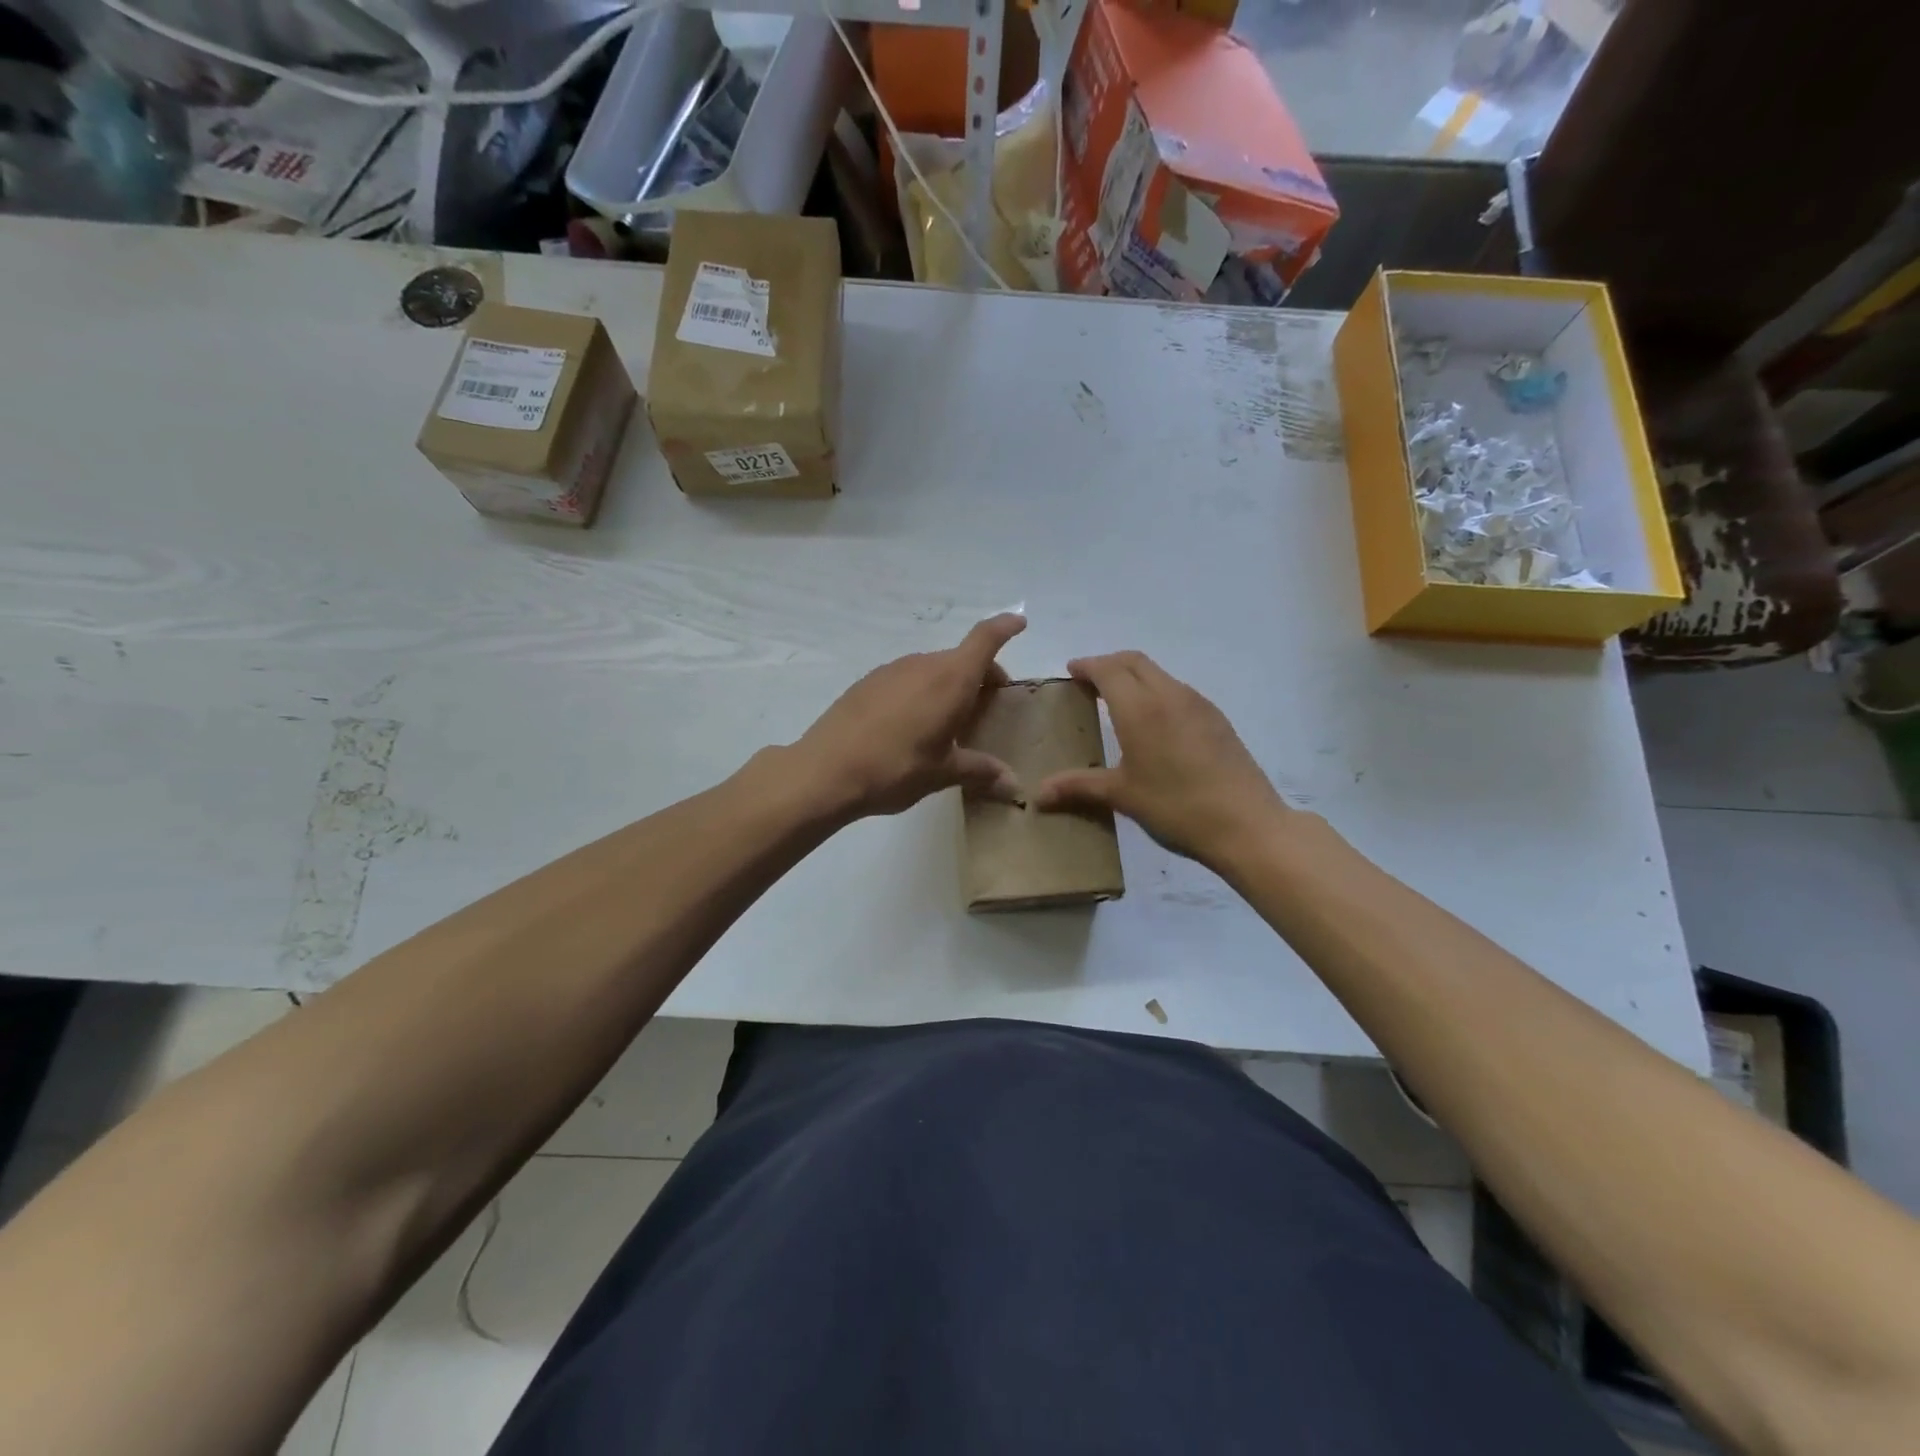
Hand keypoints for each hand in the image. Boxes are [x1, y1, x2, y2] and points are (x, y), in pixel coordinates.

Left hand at [793, 614, 1026, 819]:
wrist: (825, 771)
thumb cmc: (896, 768)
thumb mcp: (943, 773)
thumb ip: (980, 772)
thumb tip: (1014, 786)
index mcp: (950, 679)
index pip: (985, 639)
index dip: (1005, 627)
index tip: (1019, 622)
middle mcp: (922, 665)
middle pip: (961, 658)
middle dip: (981, 675)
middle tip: (988, 707)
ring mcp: (891, 670)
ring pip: (932, 668)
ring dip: (949, 685)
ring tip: (948, 723)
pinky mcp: (867, 683)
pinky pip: (906, 679)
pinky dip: (921, 692)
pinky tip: (911, 726)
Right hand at [1032, 651, 1287, 866]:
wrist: (1246, 824)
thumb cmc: (1176, 807)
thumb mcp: (1122, 796)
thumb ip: (1079, 786)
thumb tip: (1038, 794)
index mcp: (1140, 708)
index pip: (1108, 669)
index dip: (1087, 666)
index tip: (1071, 671)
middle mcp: (1169, 695)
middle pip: (1134, 661)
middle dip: (1109, 664)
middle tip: (1089, 682)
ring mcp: (1198, 704)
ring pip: (1159, 674)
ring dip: (1135, 676)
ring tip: (1118, 701)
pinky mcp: (1217, 719)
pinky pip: (1178, 691)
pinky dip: (1157, 692)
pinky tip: (1154, 723)